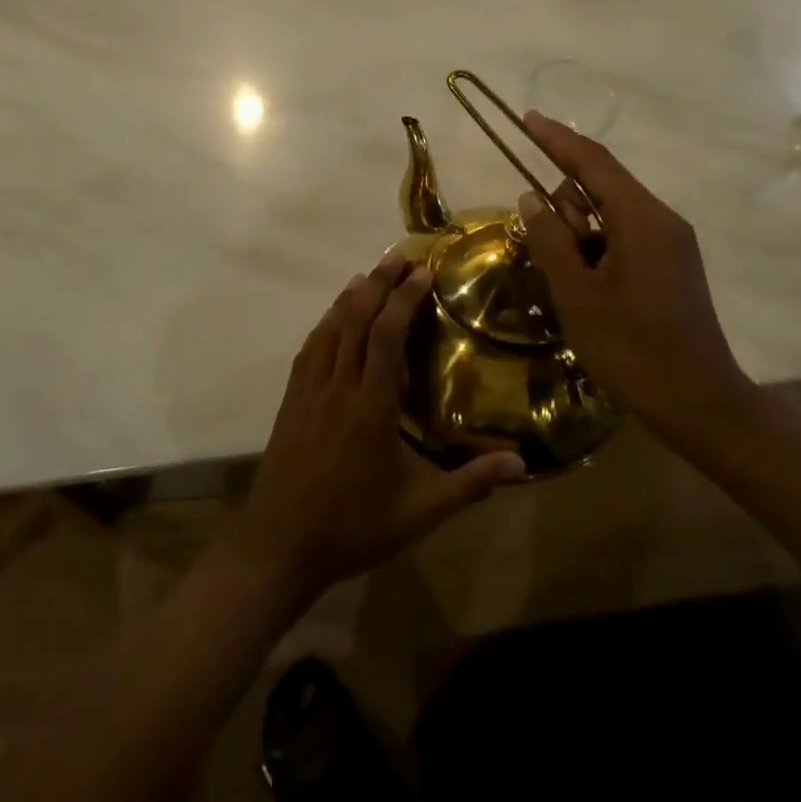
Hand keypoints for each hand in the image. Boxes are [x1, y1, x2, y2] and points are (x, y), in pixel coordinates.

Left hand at [235, 251, 525, 595]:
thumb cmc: (353, 527)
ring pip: (329, 329)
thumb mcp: (419, 513)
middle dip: (378, 283)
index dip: (404, 299)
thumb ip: (470, 484)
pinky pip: (310, 349)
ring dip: (350, 297)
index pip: (386, 336)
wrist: (278, 545)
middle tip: (399, 256)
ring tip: (370, 275)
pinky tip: (333, 319)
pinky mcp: (290, 401)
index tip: (422, 271)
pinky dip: (326, 323)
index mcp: (370, 407)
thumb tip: (521, 464)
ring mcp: (309, 391)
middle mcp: (337, 387)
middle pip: (356, 320)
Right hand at [516, 111, 757, 439]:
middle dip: (566, 208)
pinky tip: (587, 289)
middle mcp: (662, 220)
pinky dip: (596, 250)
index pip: (594, 163)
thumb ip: (551, 241)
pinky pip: (624, 238)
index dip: (558, 139)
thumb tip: (531, 198)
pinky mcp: (671, 266)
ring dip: (580, 235)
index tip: (528, 118)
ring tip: (570, 284)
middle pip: (602, 188)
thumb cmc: (633, 351)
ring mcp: (671, 244)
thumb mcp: (578, 296)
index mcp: (643, 220)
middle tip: (549, 256)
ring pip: (611, 216)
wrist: (700, 404)